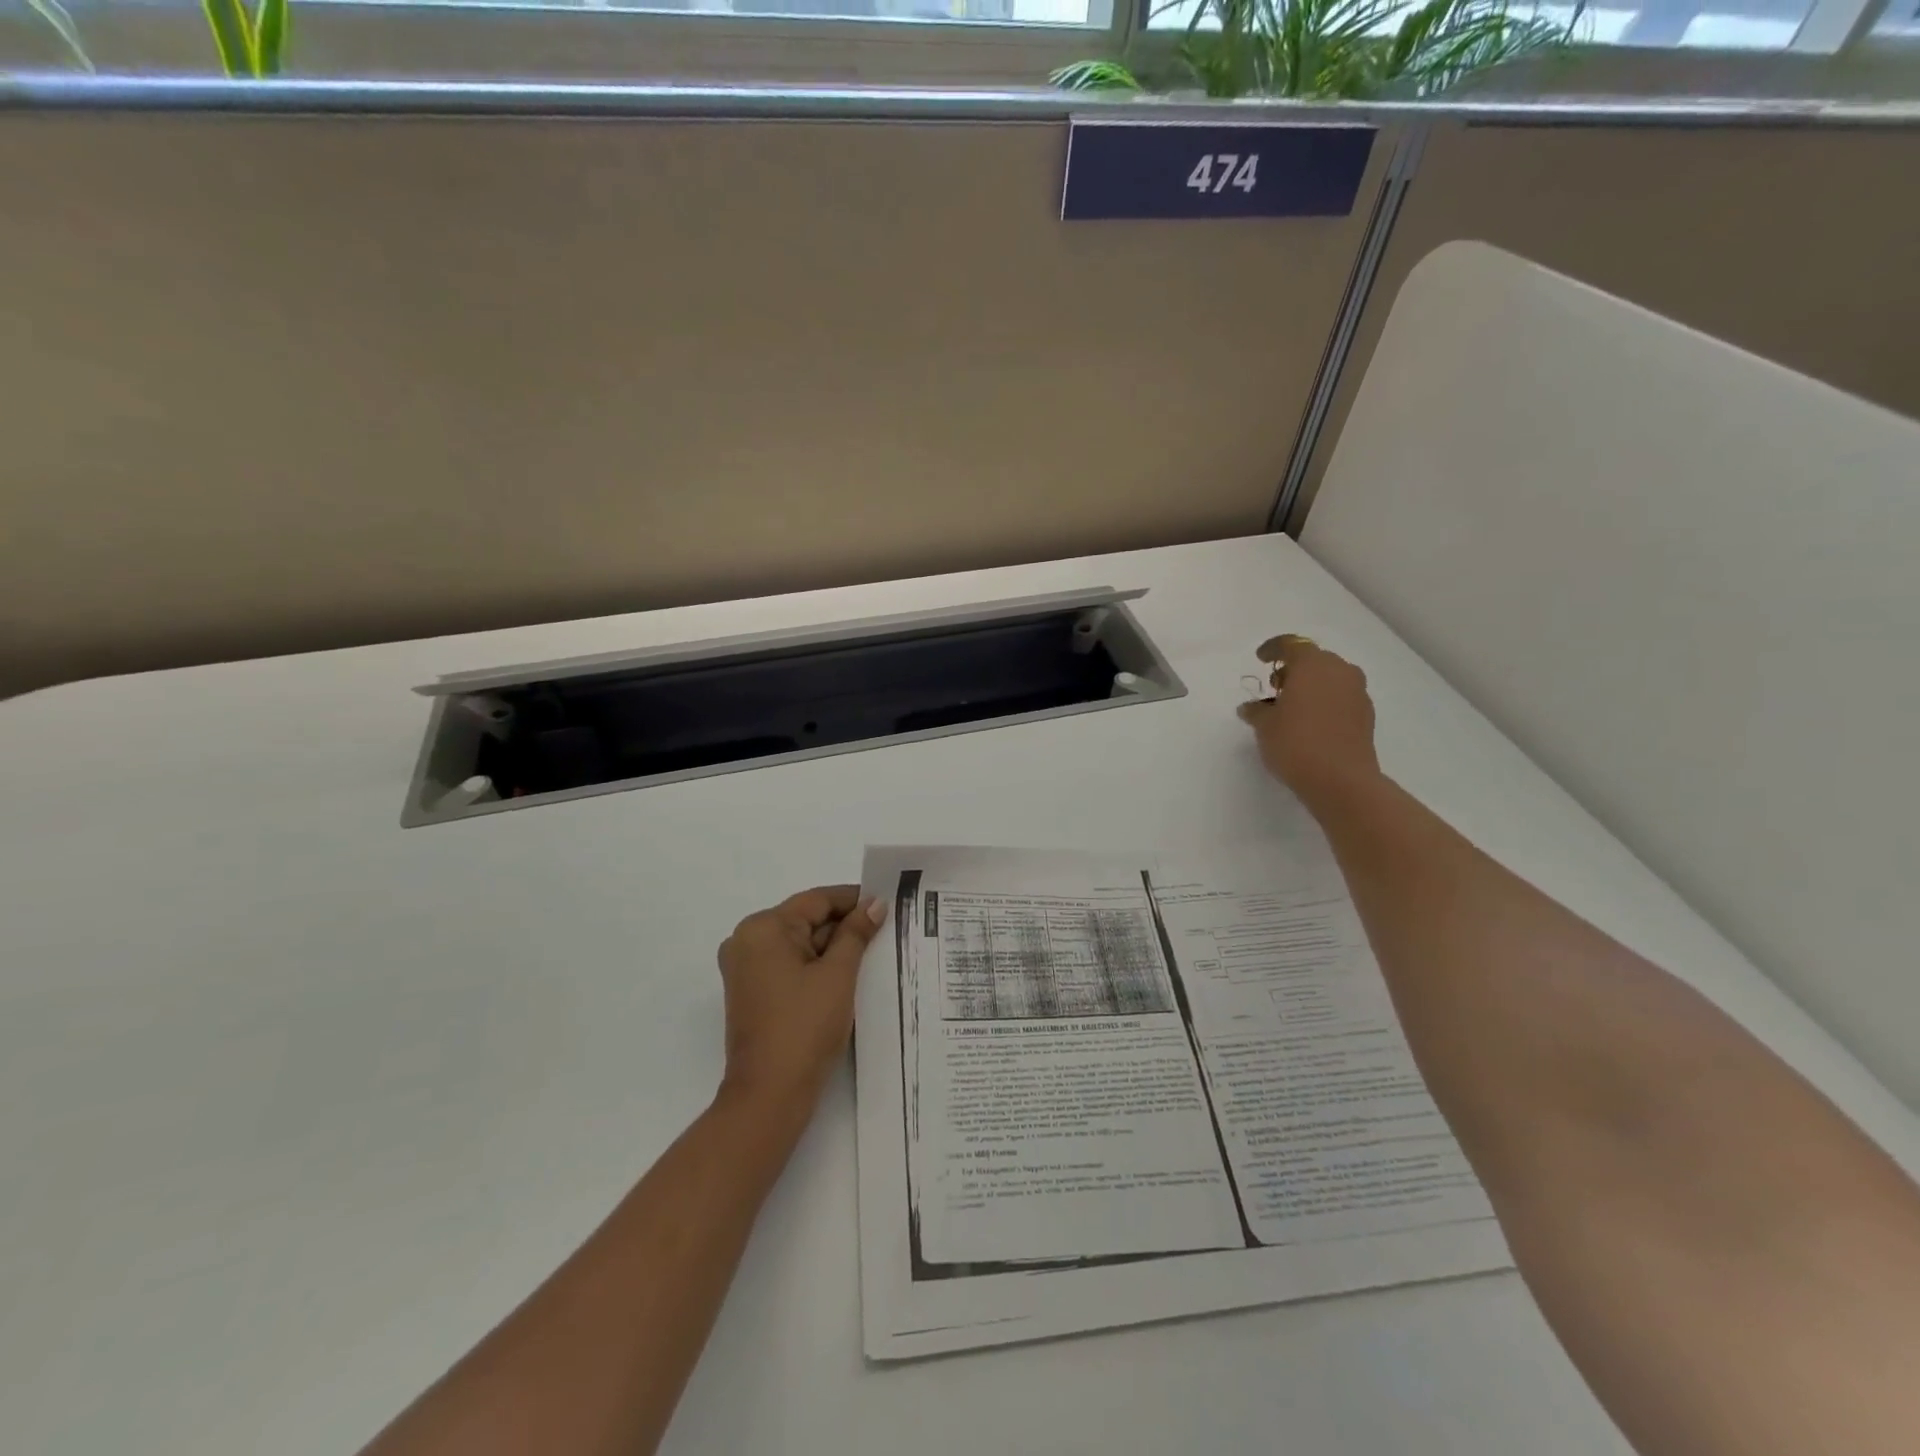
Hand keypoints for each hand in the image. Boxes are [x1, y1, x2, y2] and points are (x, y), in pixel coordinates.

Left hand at [715, 886, 886, 1117]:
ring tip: (874, 952)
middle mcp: (747, 941)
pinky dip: (816, 966)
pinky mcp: (752, 992)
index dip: (853, 900)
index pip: (816, 900)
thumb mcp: (838, 974)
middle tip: (886, 929)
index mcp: (763, 928)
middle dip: (844, 926)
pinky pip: (789, 965)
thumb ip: (856, 933)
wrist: (769, 1096)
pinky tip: (848, 974)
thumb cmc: (805, 1027)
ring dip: (833, 948)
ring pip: (799, 944)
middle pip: (806, 920)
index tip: (887, 903)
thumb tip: (874, 904)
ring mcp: (746, 968)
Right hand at [1237, 634, 1380, 801]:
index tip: (1261, 658)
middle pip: (1314, 659)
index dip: (1273, 649)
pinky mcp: (1366, 715)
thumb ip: (1256, 711)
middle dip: (1293, 669)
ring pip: (1330, 678)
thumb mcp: (1265, 726)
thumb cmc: (1296, 743)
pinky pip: (1340, 697)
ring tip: (1291, 706)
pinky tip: (1310, 722)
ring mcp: (1357, 693)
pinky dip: (1324, 701)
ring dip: (1311, 685)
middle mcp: (1339, 671)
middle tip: (1275, 687)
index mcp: (1313, 665)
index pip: (1291, 644)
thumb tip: (1251, 708)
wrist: (1340, 780)